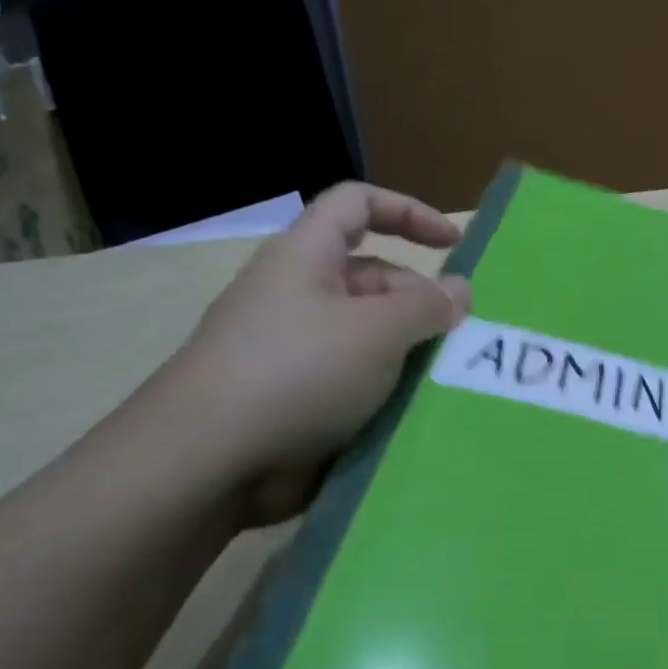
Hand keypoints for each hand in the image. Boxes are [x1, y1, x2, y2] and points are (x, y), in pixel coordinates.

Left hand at [148, 182, 471, 527]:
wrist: (205, 464)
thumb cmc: (297, 372)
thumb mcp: (377, 330)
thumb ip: (427, 306)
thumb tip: (459, 292)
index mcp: (306, 258)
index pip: (357, 204)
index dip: (408, 211)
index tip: (453, 245)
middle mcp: (298, 296)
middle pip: (374, 280)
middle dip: (421, 305)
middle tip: (462, 341)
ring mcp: (295, 351)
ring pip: (370, 338)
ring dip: (411, 356)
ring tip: (450, 383)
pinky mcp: (297, 400)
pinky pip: (356, 383)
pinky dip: (388, 394)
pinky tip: (419, 416)